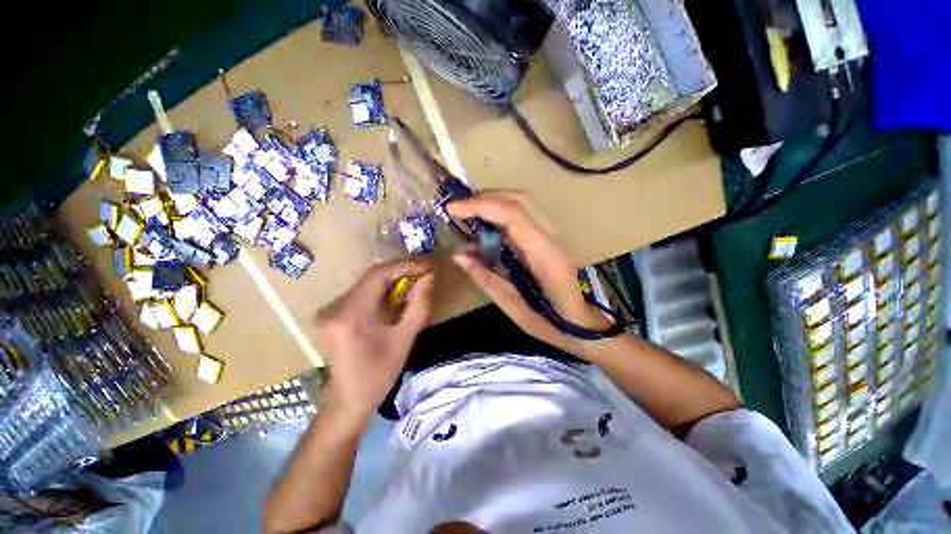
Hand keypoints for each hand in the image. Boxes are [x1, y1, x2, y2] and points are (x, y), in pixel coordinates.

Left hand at [315, 259, 434, 423]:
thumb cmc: (379, 374)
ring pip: (368, 283)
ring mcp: (331, 310)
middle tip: (424, 272)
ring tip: (416, 281)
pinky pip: (363, 292)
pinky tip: (398, 294)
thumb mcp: (405, 340)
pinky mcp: (334, 314)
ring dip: (393, 279)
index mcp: (351, 315)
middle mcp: (335, 307)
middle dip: (401, 271)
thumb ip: (420, 305)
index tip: (427, 266)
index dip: (405, 266)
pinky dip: (384, 290)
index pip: (378, 275)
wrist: (348, 400)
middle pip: (372, 276)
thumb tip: (429, 278)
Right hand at [446, 191, 611, 356]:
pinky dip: (501, 212)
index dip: (480, 206)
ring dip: (492, 201)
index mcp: (546, 257)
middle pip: (519, 199)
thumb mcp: (515, 310)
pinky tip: (486, 226)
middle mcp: (553, 238)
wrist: (584, 325)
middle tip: (457, 210)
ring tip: (467, 215)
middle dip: (484, 198)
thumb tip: (459, 256)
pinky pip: (524, 213)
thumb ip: (487, 280)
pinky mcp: (550, 237)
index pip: (513, 216)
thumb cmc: (552, 325)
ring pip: (522, 202)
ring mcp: (554, 235)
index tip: (452, 209)